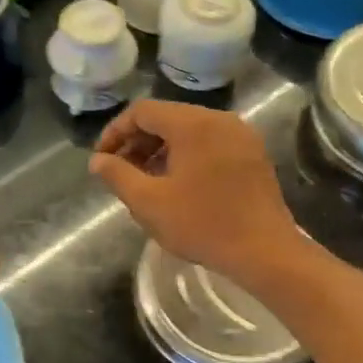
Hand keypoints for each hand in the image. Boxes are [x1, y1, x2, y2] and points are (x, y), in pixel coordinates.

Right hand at [88, 100, 301, 283]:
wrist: (264, 251)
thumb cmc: (202, 225)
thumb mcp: (149, 203)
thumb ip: (118, 176)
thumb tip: (98, 160)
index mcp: (193, 124)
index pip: (142, 111)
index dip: (116, 132)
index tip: (102, 160)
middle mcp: (219, 119)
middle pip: (168, 117)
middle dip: (138, 141)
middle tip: (121, 172)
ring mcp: (241, 135)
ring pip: (190, 131)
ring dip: (161, 150)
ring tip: (146, 181)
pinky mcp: (253, 154)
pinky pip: (211, 143)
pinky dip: (187, 155)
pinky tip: (178, 184)